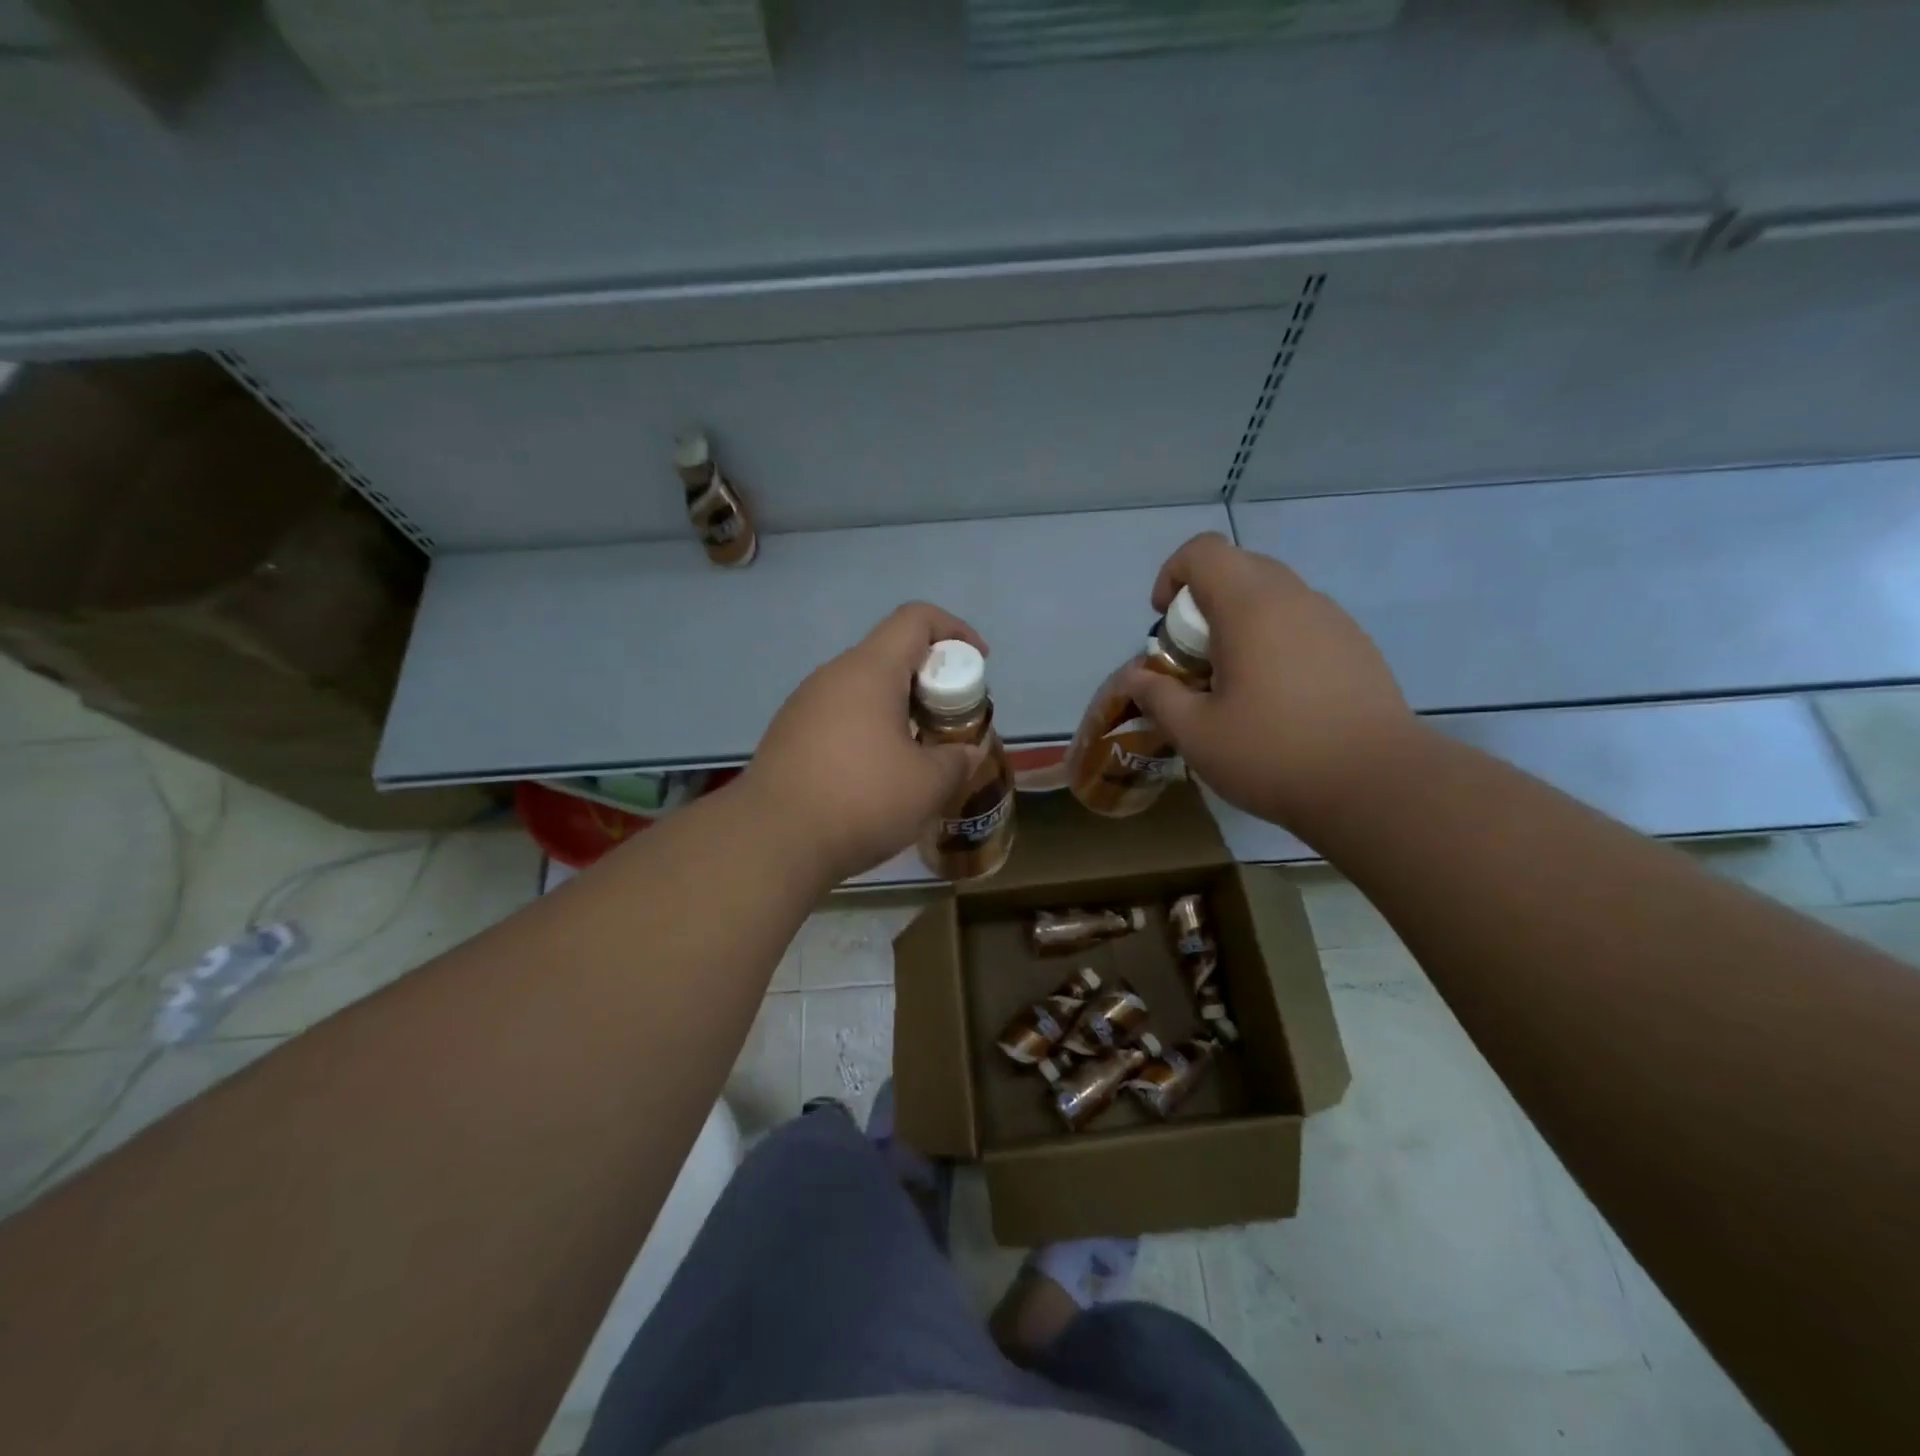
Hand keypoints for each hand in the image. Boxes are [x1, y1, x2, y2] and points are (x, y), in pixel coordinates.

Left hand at [743, 602, 987, 882]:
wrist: (772, 841)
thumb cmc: (860, 800)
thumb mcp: (928, 785)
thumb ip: (958, 760)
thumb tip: (967, 752)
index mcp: (869, 671)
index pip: (915, 619)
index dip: (955, 630)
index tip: (979, 662)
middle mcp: (833, 676)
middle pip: (891, 654)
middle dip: (931, 679)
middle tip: (951, 720)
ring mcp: (804, 704)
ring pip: (864, 688)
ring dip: (899, 708)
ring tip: (918, 752)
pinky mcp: (788, 734)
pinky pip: (840, 715)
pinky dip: (869, 729)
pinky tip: (876, 774)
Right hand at [1120, 532, 1419, 831]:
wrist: (1378, 785)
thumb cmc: (1273, 753)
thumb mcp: (1195, 733)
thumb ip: (1157, 696)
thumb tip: (1135, 676)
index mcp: (1250, 606)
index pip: (1203, 551)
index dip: (1172, 575)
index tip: (1164, 624)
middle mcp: (1295, 599)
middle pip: (1239, 569)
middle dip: (1203, 604)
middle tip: (1194, 659)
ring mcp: (1333, 621)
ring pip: (1274, 597)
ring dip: (1241, 624)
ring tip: (1235, 683)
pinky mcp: (1358, 648)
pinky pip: (1303, 624)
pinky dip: (1276, 642)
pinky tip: (1278, 699)